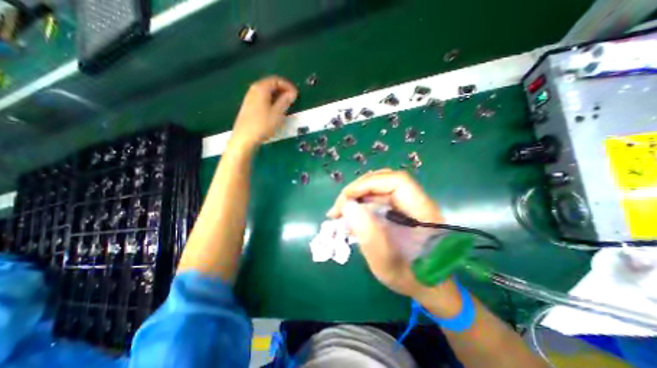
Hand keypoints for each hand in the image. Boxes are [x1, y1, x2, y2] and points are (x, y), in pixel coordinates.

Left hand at [229, 76, 294, 150]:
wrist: (245, 138)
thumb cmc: (263, 125)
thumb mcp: (278, 113)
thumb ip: (285, 101)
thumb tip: (292, 93)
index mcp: (261, 88)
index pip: (276, 80)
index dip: (288, 85)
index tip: (296, 94)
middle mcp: (253, 90)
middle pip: (270, 84)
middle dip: (283, 90)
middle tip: (292, 99)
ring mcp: (249, 98)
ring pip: (266, 92)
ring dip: (277, 95)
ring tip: (285, 105)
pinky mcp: (248, 106)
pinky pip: (262, 98)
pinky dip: (271, 100)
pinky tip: (275, 109)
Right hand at [329, 170, 460, 315]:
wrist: (425, 283)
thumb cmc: (408, 276)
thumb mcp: (384, 261)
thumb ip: (367, 232)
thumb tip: (347, 205)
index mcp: (422, 212)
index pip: (397, 181)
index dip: (369, 183)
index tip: (347, 198)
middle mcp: (417, 201)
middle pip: (385, 180)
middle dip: (358, 189)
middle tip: (340, 206)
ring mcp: (408, 203)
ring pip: (380, 187)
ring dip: (358, 195)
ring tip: (342, 211)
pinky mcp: (400, 208)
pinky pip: (379, 197)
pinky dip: (362, 202)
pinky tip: (352, 214)